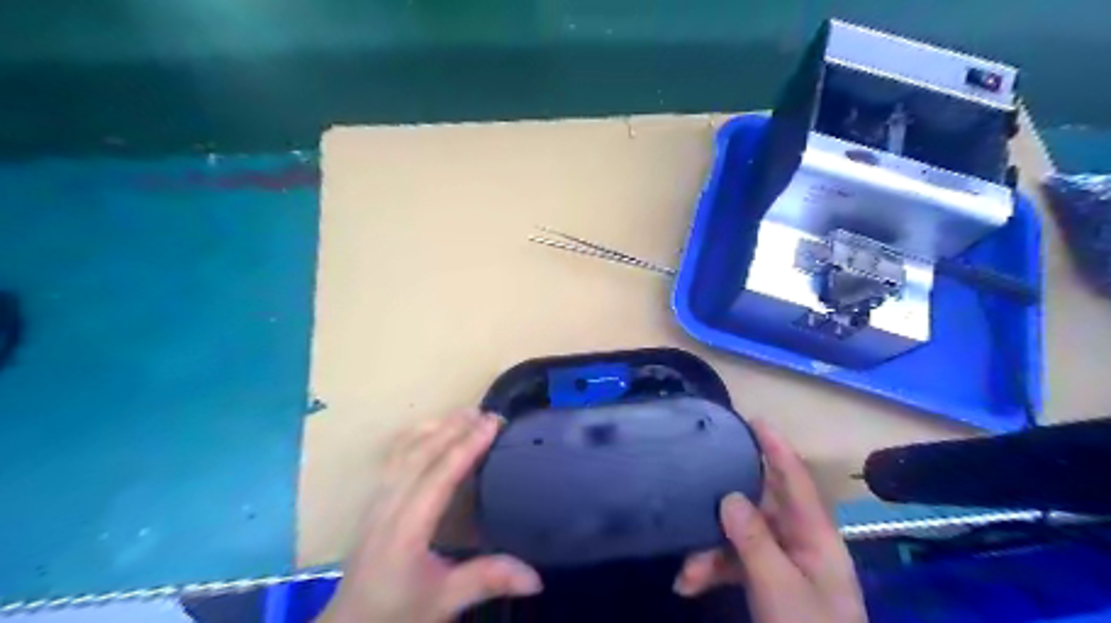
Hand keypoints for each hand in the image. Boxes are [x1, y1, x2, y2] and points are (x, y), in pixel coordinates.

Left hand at [319, 408, 545, 622]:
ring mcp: (377, 500)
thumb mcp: (444, 601)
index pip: (439, 475)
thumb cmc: (397, 613)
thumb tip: (536, 577)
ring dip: (435, 427)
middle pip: (420, 453)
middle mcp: (388, 505)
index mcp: (407, 528)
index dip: (467, 446)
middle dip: (454, 428)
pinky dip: (415, 435)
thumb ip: (487, 580)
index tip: (492, 423)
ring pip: (403, 450)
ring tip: (464, 413)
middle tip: (487, 412)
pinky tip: (431, 430)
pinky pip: (394, 456)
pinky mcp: (374, 501)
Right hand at [666, 417, 867, 622]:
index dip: (777, 448)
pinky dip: (711, 571)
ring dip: (709, 551)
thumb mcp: (780, 588)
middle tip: (693, 490)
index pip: (796, 480)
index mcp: (815, 537)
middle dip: (722, 508)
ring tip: (687, 574)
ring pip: (738, 537)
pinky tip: (688, 584)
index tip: (753, 420)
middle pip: (757, 508)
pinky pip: (733, 563)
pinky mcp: (765, 583)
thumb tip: (728, 496)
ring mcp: (781, 564)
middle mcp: (798, 543)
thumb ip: (755, 541)